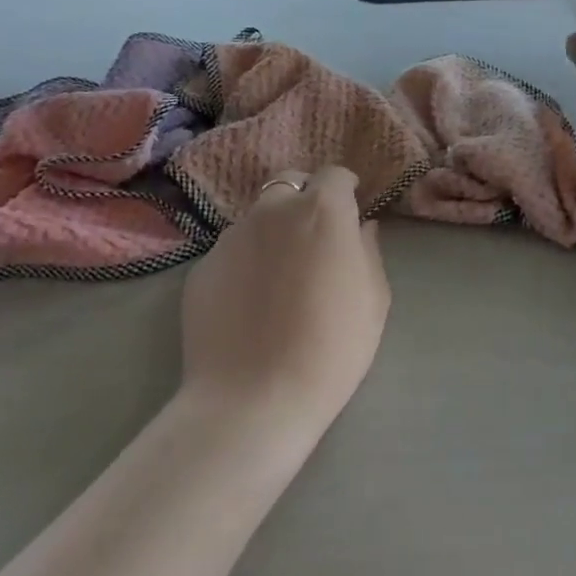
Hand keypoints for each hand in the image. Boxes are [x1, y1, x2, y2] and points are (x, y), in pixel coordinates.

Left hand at [178, 166, 389, 432]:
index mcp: (323, 210)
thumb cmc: (332, 346)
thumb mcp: (374, 298)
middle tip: (314, 238)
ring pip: (258, 217)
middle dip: (305, 199)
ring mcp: (231, 237)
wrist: (254, 400)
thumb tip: (360, 228)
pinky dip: (246, 261)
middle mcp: (273, 211)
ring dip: (273, 230)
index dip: (346, 190)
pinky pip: (232, 250)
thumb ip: (368, 250)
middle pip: (290, 184)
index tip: (351, 211)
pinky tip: (251, 301)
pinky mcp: (201, 267)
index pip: (335, 175)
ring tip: (279, 274)